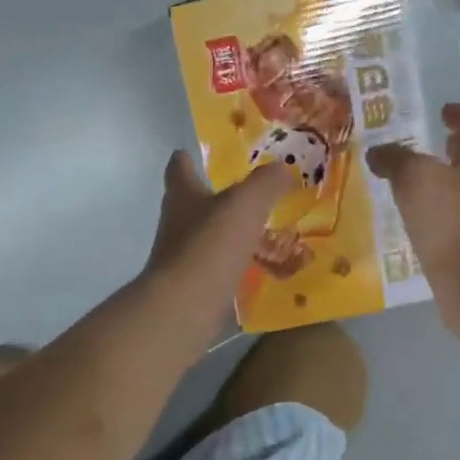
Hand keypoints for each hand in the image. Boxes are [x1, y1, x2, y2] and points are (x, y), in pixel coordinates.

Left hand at [144, 151, 288, 312]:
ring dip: (228, 233)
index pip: (179, 167)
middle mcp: (176, 222)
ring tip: (262, 231)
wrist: (186, 305)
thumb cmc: (211, 244)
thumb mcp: (247, 203)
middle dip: (215, 197)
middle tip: (248, 193)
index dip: (188, 159)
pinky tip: (259, 267)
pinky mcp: (192, 285)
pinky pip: (217, 268)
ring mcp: (182, 256)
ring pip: (206, 236)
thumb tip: (283, 168)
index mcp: (182, 194)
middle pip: (192, 202)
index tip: (198, 155)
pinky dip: (234, 265)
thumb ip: (267, 182)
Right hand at [366, 103, 459, 317]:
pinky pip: (456, 218)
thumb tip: (378, 152)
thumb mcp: (414, 178)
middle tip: (435, 143)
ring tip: (417, 183)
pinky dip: (440, 212)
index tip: (446, 109)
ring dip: (445, 182)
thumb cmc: (448, 219)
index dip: (458, 116)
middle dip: (454, 150)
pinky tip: (420, 219)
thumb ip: (395, 160)